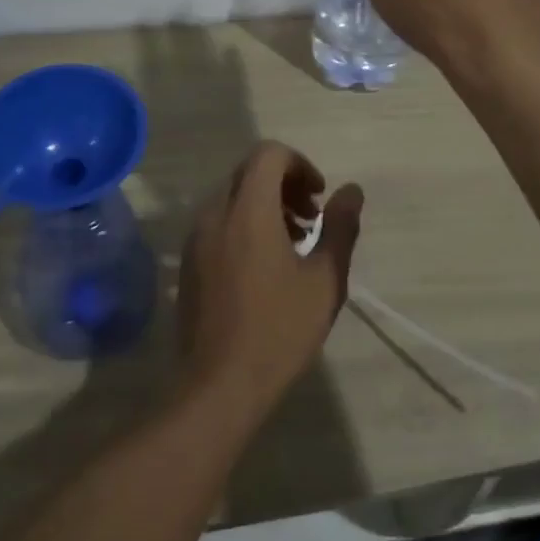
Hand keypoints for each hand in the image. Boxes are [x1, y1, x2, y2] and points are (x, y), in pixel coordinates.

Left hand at [176, 142, 363, 414]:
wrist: (218, 386)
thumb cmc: (278, 330)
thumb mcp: (324, 280)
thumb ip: (340, 227)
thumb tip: (351, 191)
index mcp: (248, 210)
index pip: (269, 154)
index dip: (300, 165)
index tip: (319, 198)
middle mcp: (215, 213)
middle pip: (250, 172)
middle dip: (285, 184)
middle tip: (311, 219)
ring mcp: (196, 238)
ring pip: (233, 197)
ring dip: (265, 204)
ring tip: (293, 244)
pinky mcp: (188, 261)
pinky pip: (219, 222)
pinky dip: (244, 224)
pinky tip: (264, 265)